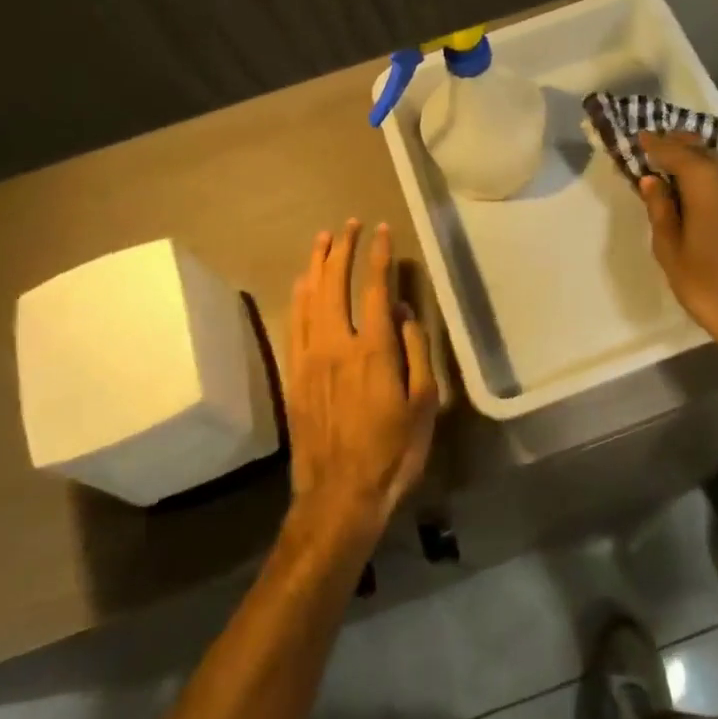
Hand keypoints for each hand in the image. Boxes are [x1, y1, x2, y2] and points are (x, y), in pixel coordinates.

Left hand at [284, 220, 437, 546]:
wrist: (340, 494)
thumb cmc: (393, 451)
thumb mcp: (423, 404)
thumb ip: (415, 352)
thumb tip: (401, 313)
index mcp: (373, 350)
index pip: (373, 288)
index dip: (378, 256)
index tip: (381, 230)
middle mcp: (337, 344)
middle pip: (335, 284)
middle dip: (343, 249)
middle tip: (349, 224)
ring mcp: (310, 359)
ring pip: (309, 299)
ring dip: (316, 265)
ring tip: (323, 239)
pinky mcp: (294, 375)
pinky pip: (294, 324)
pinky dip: (298, 298)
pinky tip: (302, 284)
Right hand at [637, 132, 717, 371]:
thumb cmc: (709, 287)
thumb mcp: (671, 252)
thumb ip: (661, 210)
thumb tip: (653, 181)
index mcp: (710, 183)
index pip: (677, 151)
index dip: (657, 144)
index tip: (642, 136)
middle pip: (710, 155)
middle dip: (686, 150)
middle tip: (667, 150)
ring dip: (714, 171)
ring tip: (696, 181)